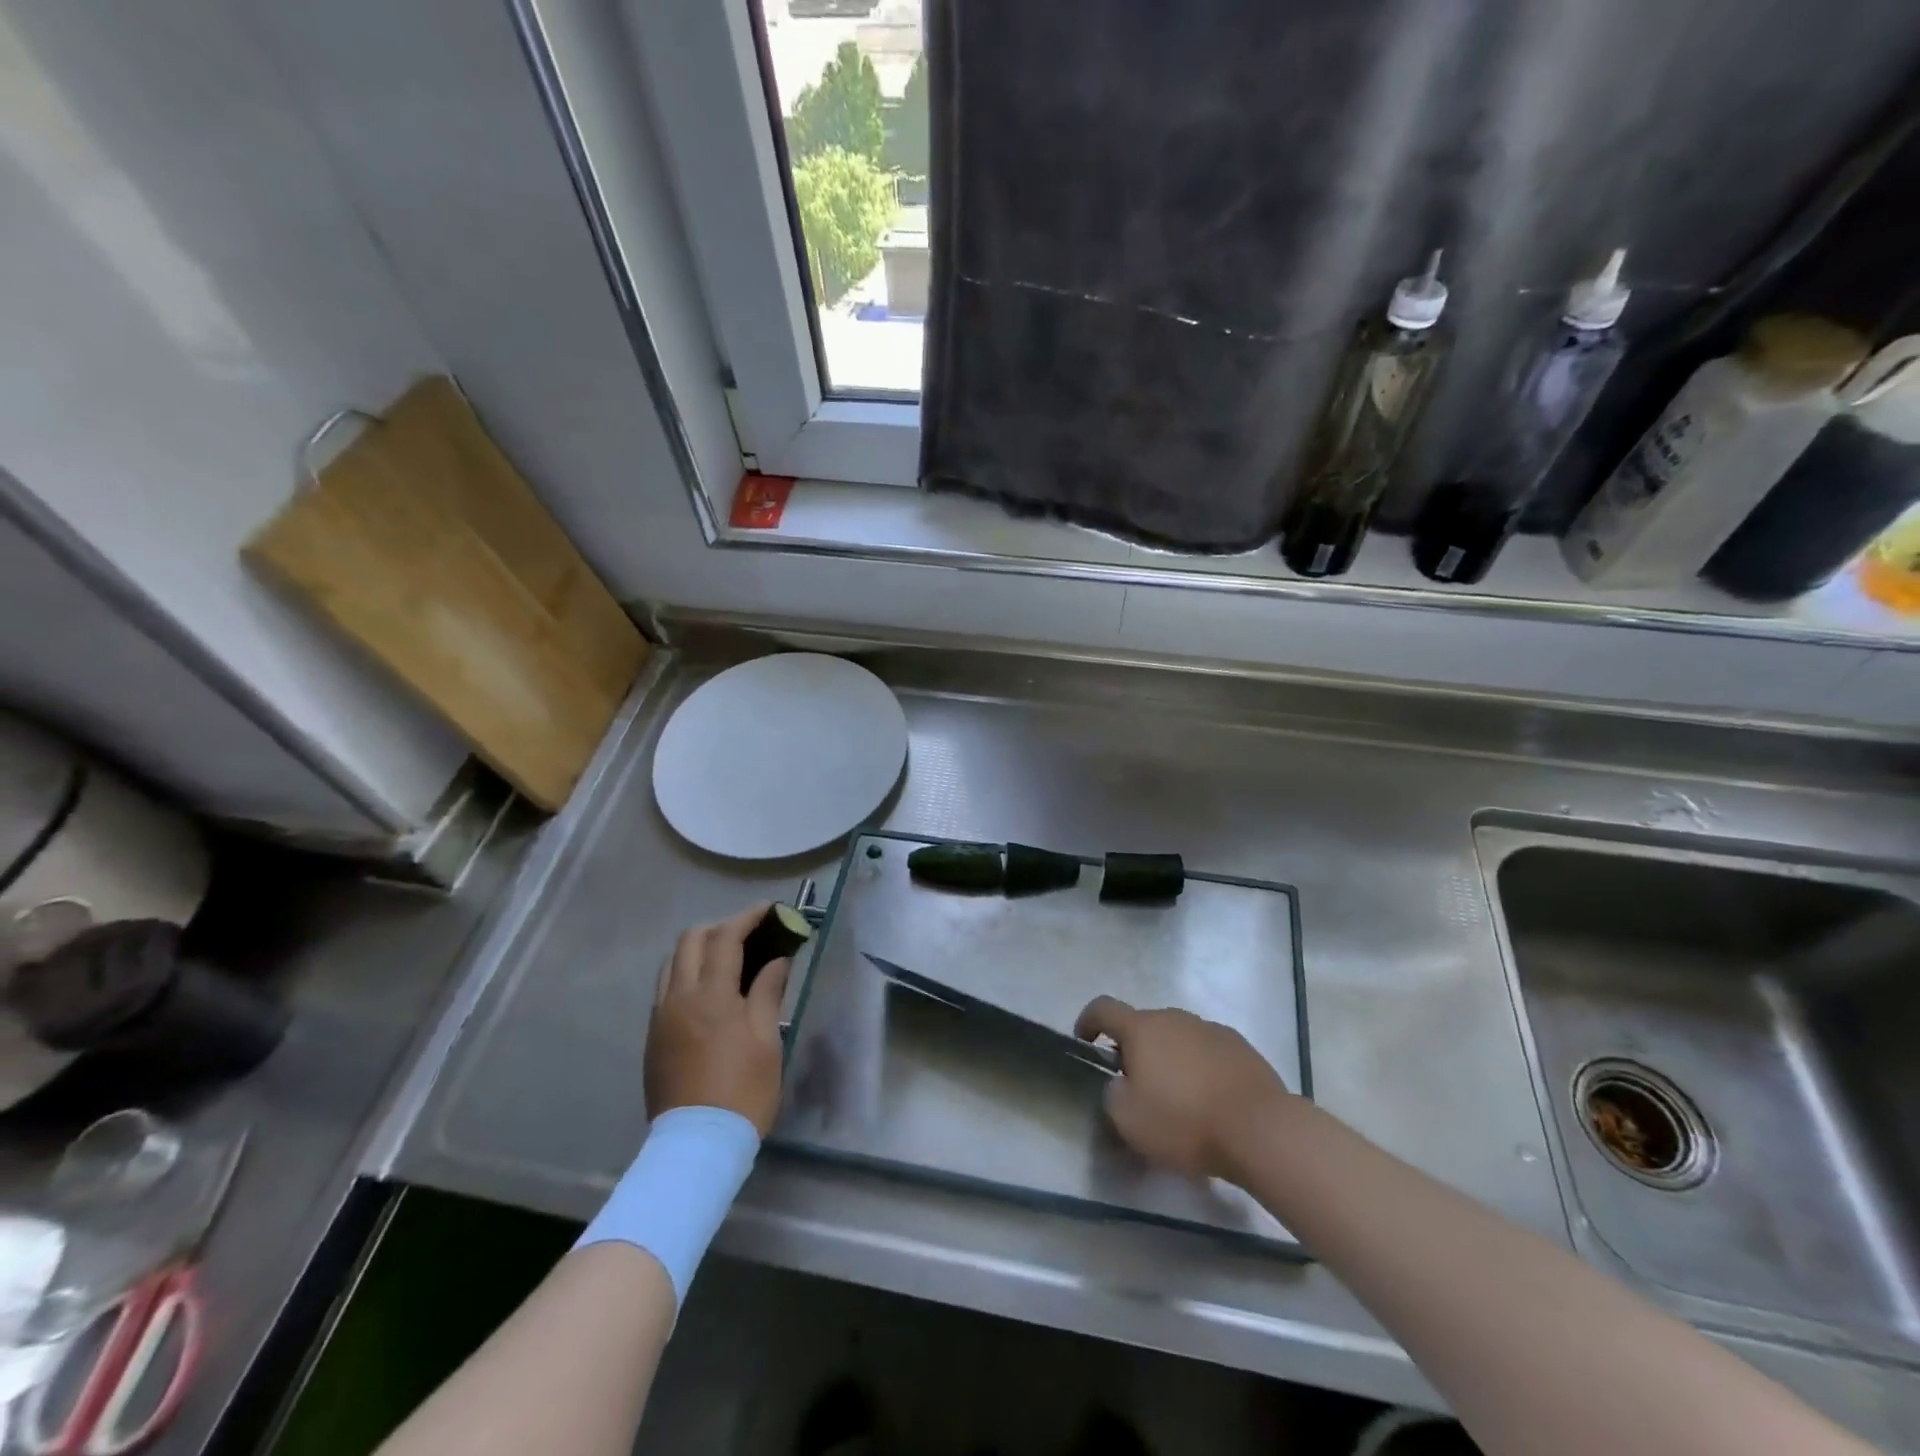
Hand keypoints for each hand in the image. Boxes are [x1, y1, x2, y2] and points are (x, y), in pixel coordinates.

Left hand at [646, 904, 789, 1135]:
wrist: (697, 1146)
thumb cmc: (743, 1090)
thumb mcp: (766, 1039)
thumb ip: (768, 991)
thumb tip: (777, 959)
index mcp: (710, 995)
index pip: (725, 938)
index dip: (747, 918)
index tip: (769, 910)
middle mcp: (678, 997)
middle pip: (690, 940)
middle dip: (720, 927)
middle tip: (749, 935)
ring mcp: (660, 1018)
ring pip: (671, 963)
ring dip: (698, 949)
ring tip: (727, 959)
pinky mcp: (652, 1038)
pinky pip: (664, 989)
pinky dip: (685, 974)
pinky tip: (707, 991)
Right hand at [1074, 996, 1292, 1180]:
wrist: (1261, 1130)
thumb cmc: (1185, 1122)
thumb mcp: (1129, 1120)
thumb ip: (1113, 1095)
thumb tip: (1120, 1084)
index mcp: (1142, 1028)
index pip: (1103, 1008)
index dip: (1088, 1020)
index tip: (1084, 1040)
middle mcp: (1174, 1018)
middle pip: (1144, 1025)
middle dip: (1135, 1049)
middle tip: (1136, 1085)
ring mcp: (1210, 1028)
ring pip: (1178, 1037)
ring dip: (1170, 1058)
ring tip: (1178, 1097)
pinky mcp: (1240, 1046)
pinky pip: (1207, 1051)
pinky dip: (1200, 1067)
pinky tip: (1210, 1099)